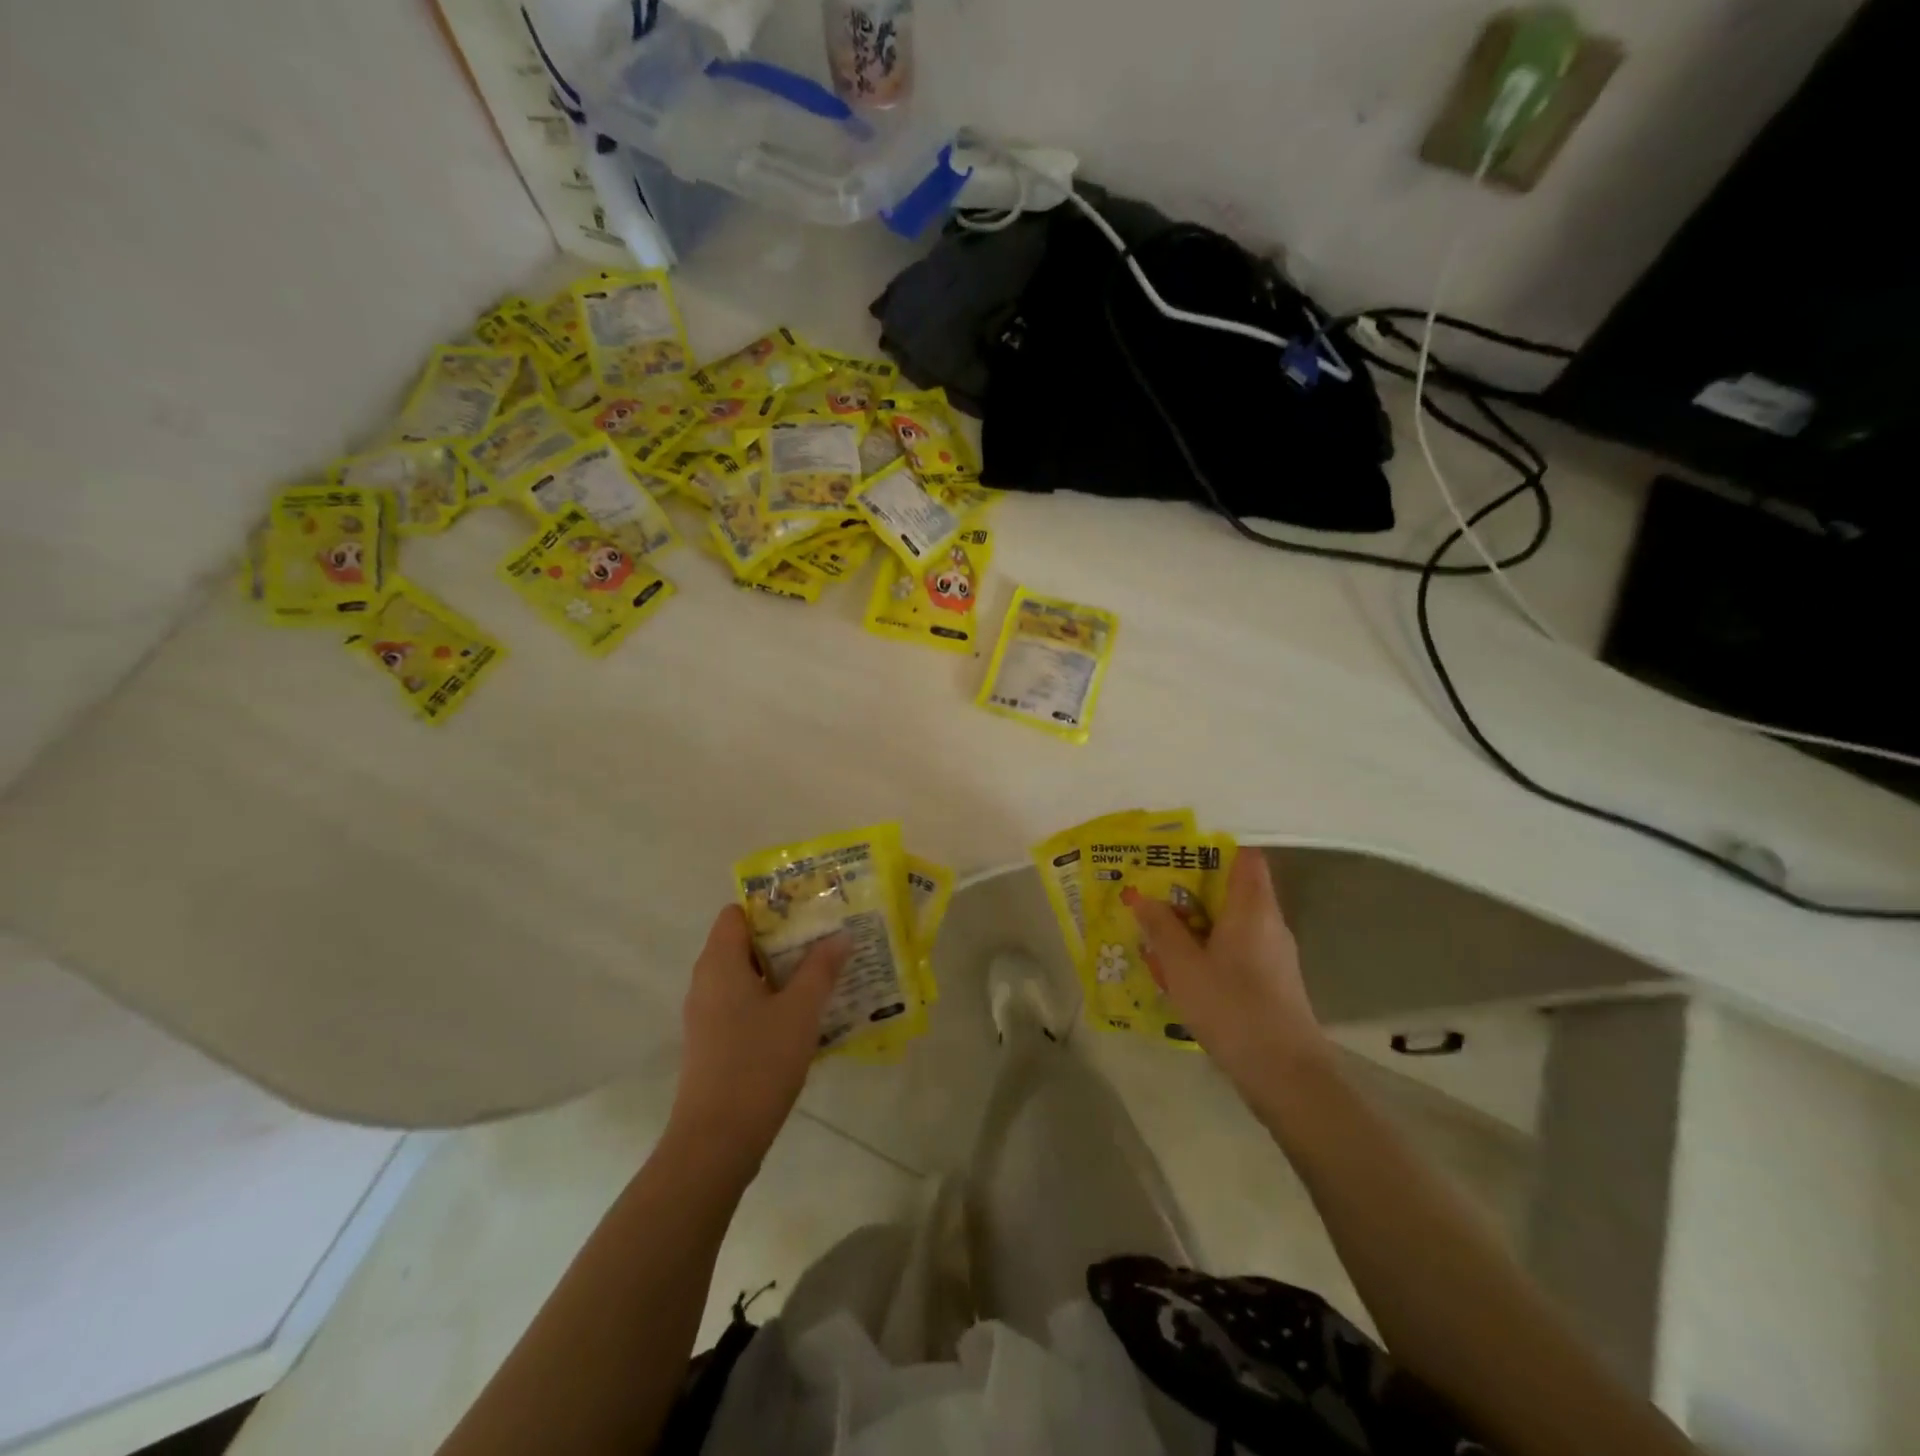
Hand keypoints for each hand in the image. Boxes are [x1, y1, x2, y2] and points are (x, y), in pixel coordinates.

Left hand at [668, 905, 848, 1173]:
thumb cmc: (758, 1063)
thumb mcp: (800, 1011)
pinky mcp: (713, 1043)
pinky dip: (772, 1000)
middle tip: (827, 938)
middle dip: (786, 939)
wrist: (716, 1141)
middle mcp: (706, 982)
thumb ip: (821, 968)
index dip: (771, 906)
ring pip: (746, 977)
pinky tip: (806, 1014)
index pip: (737, 913)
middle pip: (744, 943)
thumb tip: (839, 935)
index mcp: (719, 963)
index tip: (809, 910)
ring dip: (783, 972)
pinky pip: (744, 1004)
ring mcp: (707, 1015)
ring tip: (825, 972)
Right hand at [1124, 850, 1330, 1101]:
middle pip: (1234, 888)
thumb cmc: (1232, 1008)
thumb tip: (1141, 896)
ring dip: (1197, 922)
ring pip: (1232, 922)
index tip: (1177, 852)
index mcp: (1252, 907)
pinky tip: (1181, 969)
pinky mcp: (1272, 982)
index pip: (1245, 856)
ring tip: (1158, 928)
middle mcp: (1269, 923)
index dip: (1214, 847)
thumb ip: (1161, 928)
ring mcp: (1274, 954)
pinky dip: (1210, 949)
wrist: (1286, 1075)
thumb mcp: (1183, 966)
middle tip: (1154, 890)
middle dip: (1193, 888)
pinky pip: (1237, 949)